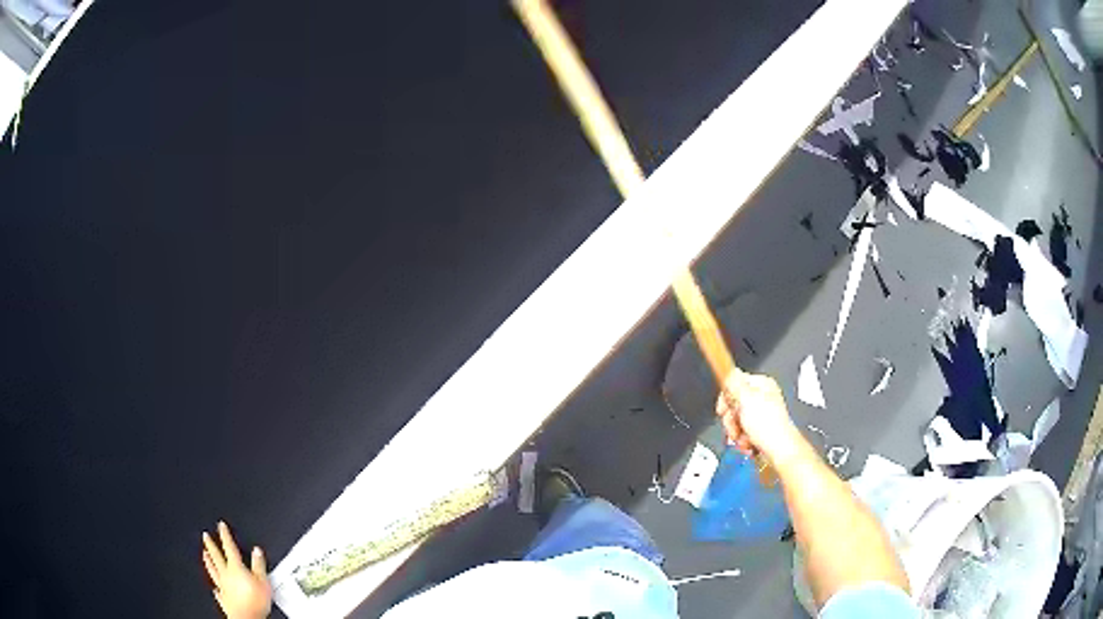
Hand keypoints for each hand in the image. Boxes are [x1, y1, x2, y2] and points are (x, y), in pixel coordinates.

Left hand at [202, 521, 271, 618]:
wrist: (247, 617)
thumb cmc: (255, 602)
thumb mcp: (263, 581)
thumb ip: (259, 565)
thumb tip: (257, 551)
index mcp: (235, 568)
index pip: (229, 547)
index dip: (225, 535)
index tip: (221, 526)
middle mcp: (226, 575)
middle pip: (216, 556)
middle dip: (211, 545)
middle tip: (205, 536)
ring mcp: (223, 587)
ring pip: (213, 571)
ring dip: (208, 561)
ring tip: (204, 554)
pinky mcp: (224, 599)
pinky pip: (217, 590)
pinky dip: (215, 586)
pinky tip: (214, 587)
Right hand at [716, 370, 801, 462]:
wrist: (778, 451)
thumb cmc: (770, 426)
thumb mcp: (747, 399)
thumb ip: (735, 383)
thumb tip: (730, 371)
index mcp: (761, 385)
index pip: (734, 384)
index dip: (725, 398)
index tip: (723, 409)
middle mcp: (761, 398)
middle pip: (733, 404)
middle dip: (731, 419)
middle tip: (736, 425)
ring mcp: (760, 415)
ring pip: (735, 421)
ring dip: (736, 432)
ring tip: (744, 436)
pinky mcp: (758, 430)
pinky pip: (741, 432)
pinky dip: (742, 439)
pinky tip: (748, 442)